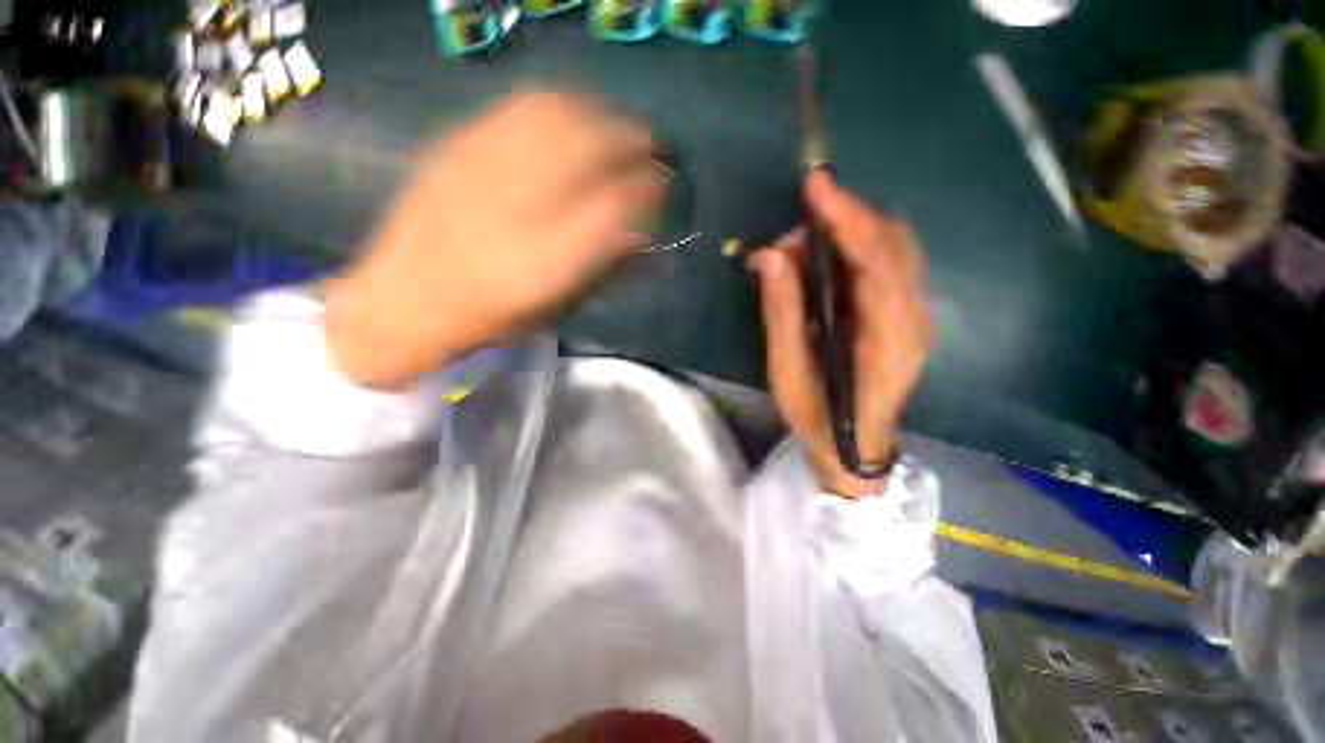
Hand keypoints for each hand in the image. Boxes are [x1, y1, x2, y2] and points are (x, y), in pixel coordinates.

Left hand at [326, 91, 664, 388]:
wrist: (401, 301)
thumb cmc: (488, 318)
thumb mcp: (556, 307)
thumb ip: (604, 271)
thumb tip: (646, 240)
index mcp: (547, 260)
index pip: (617, 204)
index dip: (649, 187)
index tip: (665, 185)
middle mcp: (519, 205)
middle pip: (591, 146)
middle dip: (634, 140)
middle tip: (654, 150)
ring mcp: (484, 167)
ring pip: (559, 116)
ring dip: (601, 116)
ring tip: (619, 129)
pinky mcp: (458, 145)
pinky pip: (522, 109)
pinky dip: (563, 107)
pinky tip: (574, 117)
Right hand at [750, 171, 933, 497]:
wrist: (854, 448)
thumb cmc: (817, 417)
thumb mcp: (787, 371)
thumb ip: (782, 313)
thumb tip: (770, 256)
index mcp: (887, 340)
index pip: (877, 262)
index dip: (848, 219)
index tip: (816, 186)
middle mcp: (914, 320)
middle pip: (894, 244)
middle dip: (842, 223)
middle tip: (791, 240)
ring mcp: (917, 316)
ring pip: (896, 248)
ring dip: (850, 233)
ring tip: (802, 252)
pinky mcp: (908, 315)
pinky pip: (891, 263)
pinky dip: (858, 248)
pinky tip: (825, 262)